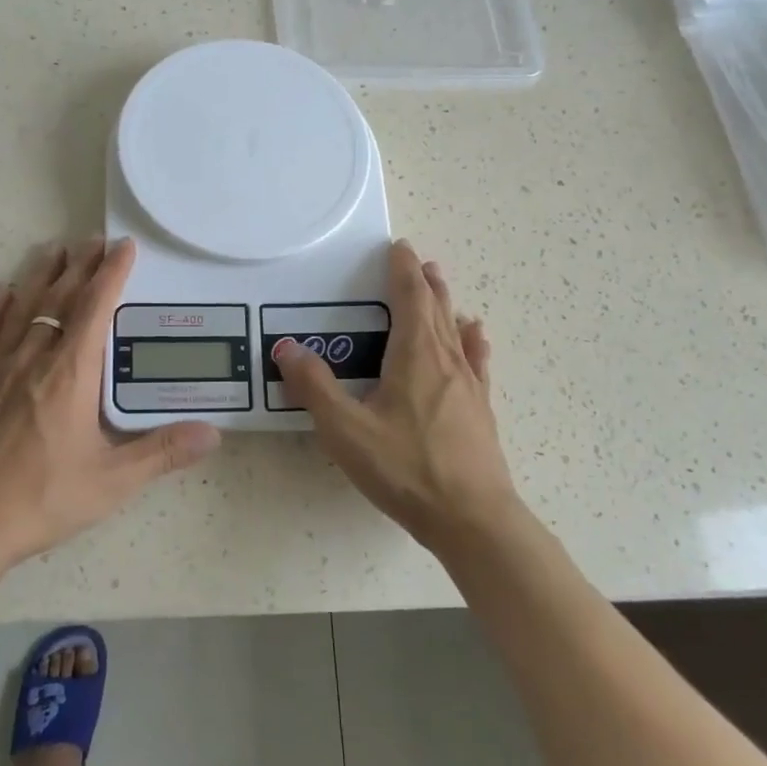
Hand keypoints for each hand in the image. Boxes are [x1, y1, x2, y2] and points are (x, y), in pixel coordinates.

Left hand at [0, 237, 220, 589]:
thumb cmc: (42, 499)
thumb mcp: (112, 482)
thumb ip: (163, 452)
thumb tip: (214, 433)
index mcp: (70, 375)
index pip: (95, 308)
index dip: (111, 274)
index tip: (124, 247)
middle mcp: (33, 359)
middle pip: (59, 298)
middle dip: (80, 266)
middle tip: (93, 239)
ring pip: (21, 307)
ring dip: (41, 275)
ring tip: (54, 248)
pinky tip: (0, 290)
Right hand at [273, 240, 522, 550]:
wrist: (471, 518)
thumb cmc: (405, 469)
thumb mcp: (345, 429)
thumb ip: (314, 386)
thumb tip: (286, 348)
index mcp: (415, 355)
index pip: (410, 297)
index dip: (403, 270)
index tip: (399, 247)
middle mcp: (446, 360)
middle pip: (437, 308)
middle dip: (424, 282)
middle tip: (418, 261)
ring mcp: (469, 385)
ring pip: (456, 331)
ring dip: (446, 304)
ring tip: (441, 285)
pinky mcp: (479, 410)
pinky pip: (476, 362)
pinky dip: (473, 341)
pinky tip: (476, 336)